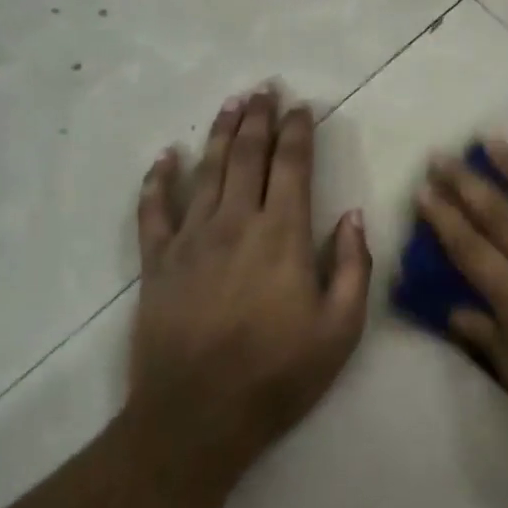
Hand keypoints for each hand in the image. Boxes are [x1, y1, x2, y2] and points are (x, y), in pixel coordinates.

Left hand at [128, 88, 370, 495]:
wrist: (196, 419)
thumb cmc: (278, 375)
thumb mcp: (341, 329)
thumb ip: (354, 267)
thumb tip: (354, 216)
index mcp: (283, 235)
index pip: (292, 166)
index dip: (298, 131)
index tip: (301, 107)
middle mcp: (236, 223)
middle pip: (247, 156)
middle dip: (259, 118)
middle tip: (264, 88)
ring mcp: (191, 240)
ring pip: (206, 171)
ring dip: (219, 133)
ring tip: (230, 103)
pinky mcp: (157, 263)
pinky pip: (153, 211)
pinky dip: (158, 180)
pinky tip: (165, 157)